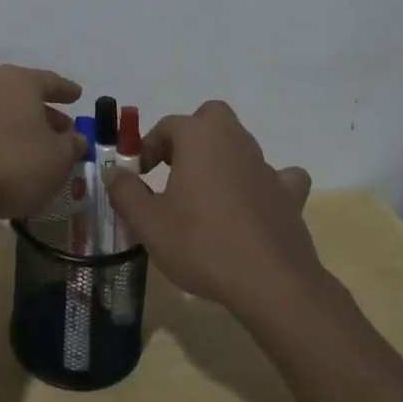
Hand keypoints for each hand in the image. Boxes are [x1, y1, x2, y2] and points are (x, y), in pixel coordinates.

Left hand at [0, 65, 87, 227]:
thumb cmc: (16, 164)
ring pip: (0, 117)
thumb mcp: (59, 158)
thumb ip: (72, 145)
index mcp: (19, 84)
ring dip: (17, 130)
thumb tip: (75, 138)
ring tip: (34, 150)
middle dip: (43, 113)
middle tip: (62, 130)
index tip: (77, 95)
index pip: (49, 81)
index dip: (65, 89)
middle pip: (23, 98)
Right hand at [104, 100, 317, 320]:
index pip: (167, 126)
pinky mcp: (289, 194)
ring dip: (222, 158)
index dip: (148, 147)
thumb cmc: (201, 244)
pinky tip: (254, 205)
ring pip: (240, 144)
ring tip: (206, 194)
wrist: (270, 283)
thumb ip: (126, 191)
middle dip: (191, 134)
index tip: (139, 174)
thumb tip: (113, 171)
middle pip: (210, 118)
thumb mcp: (148, 223)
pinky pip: (278, 177)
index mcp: (199, 138)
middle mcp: (234, 141)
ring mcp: (266, 166)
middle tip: (175, 168)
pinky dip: (263, 184)